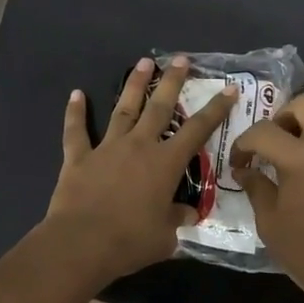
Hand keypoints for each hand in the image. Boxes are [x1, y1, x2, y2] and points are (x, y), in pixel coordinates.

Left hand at [47, 56, 237, 282]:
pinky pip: (76, 131)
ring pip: (123, 109)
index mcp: (166, 163)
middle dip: (172, 81)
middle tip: (180, 59)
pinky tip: (76, 94)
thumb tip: (188, 213)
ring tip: (143, 62)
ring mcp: (107, 148)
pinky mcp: (79, 158)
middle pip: (159, 107)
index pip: (198, 130)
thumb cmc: (130, 241)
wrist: (82, 243)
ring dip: (134, 85)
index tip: (228, 88)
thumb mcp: (166, 236)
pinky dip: (75, 112)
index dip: (216, 109)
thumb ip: (177, 219)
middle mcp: (139, 146)